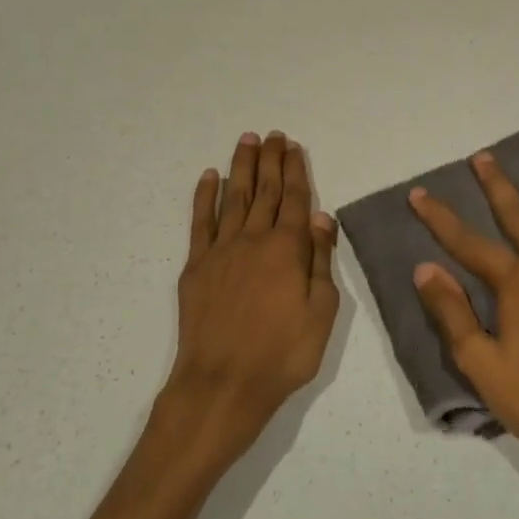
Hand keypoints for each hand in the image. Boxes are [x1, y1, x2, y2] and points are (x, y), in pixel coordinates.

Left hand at [166, 132, 339, 459]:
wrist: (222, 383)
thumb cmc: (282, 354)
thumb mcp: (322, 312)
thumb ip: (321, 261)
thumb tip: (323, 217)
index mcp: (288, 249)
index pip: (296, 200)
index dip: (296, 171)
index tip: (293, 147)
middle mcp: (253, 240)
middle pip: (265, 191)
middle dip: (270, 161)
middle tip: (272, 135)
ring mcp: (221, 250)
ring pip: (234, 198)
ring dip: (241, 168)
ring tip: (246, 141)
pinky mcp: (196, 266)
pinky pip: (201, 222)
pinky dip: (205, 197)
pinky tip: (210, 177)